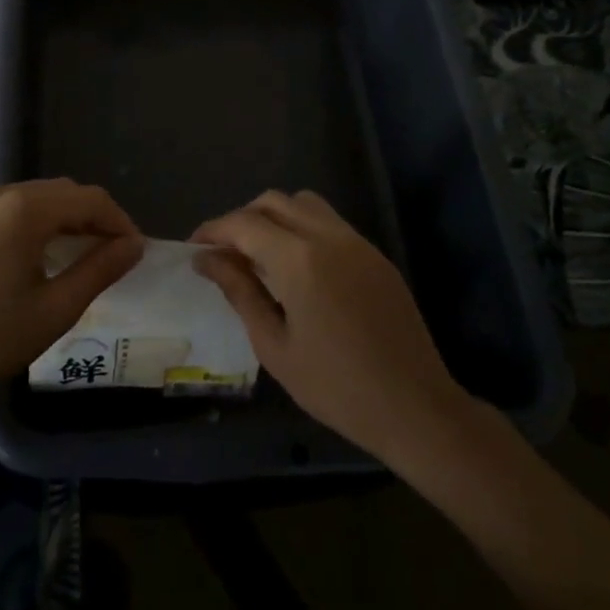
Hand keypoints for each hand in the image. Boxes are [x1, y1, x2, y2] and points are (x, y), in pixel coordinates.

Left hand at [0, 178, 142, 408]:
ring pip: (35, 198)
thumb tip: (133, 245)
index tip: (136, 252)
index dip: (119, 222)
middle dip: (94, 218)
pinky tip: (37, 257)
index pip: (89, 199)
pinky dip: (35, 224)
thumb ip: (99, 270)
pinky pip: (8, 210)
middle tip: (113, 255)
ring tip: (81, 257)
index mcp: (23, 210)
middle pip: (62, 192)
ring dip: (65, 220)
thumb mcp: (53, 310)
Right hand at [194, 190, 469, 462]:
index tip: (195, 248)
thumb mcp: (274, 345)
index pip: (244, 223)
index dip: (214, 230)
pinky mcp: (375, 255)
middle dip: (242, 219)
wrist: (415, 407)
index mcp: (299, 259)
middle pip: (274, 202)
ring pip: (305, 204)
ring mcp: (357, 242)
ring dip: (275, 217)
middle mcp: (328, 236)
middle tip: (224, 252)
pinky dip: (303, 229)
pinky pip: (330, 223)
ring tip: (260, 255)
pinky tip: (297, 268)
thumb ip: (240, 291)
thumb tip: (206, 259)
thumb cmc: (335, 386)